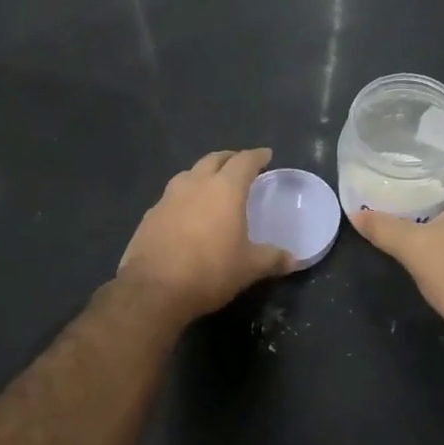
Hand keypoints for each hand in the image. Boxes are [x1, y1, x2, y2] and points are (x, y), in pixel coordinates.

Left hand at [117, 148, 293, 320]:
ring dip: (203, 174)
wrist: (153, 289)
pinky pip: (172, 196)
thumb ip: (272, 259)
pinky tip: (186, 213)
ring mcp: (168, 197)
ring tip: (212, 185)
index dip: (257, 156)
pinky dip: (184, 197)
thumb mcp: (248, 268)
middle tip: (240, 165)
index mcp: (224, 189)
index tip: (266, 155)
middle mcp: (195, 184)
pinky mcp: (150, 215)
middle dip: (229, 158)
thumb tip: (293, 260)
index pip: (244, 161)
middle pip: (214, 159)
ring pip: (189, 174)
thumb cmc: (209, 271)